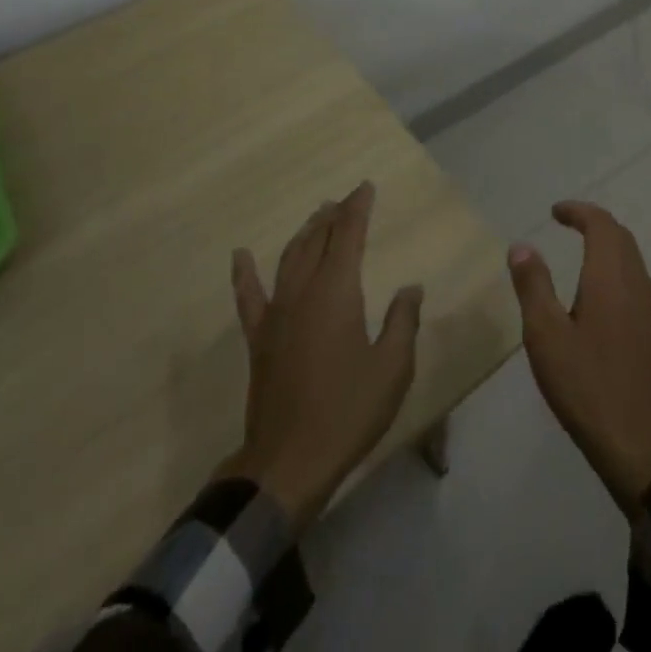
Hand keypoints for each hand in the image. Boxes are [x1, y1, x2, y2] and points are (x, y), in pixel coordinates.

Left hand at [216, 182, 423, 530]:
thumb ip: (403, 322)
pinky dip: (244, 274)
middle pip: (317, 241)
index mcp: (338, 292)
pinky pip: (248, 297)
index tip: (365, 187)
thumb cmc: (348, 412)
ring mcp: (276, 315)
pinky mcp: (258, 339)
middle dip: (333, 216)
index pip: (348, 236)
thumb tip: (410, 288)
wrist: (288, 464)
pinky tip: (240, 255)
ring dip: (304, 234)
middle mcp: (304, 292)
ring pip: (289, 259)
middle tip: (344, 199)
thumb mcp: (392, 369)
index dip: (357, 208)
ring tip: (316, 216)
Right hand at [509, 202, 650, 518]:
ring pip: (632, 259)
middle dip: (594, 223)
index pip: (601, 224)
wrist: (644, 447)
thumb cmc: (588, 387)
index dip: (579, 211)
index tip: (555, 211)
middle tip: (567, 223)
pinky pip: (636, 281)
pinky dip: (617, 268)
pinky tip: (599, 294)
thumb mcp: (546, 337)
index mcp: (611, 277)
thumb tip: (522, 246)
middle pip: (620, 237)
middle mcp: (637, 284)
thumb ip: (534, 287)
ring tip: (581, 251)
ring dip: (608, 245)